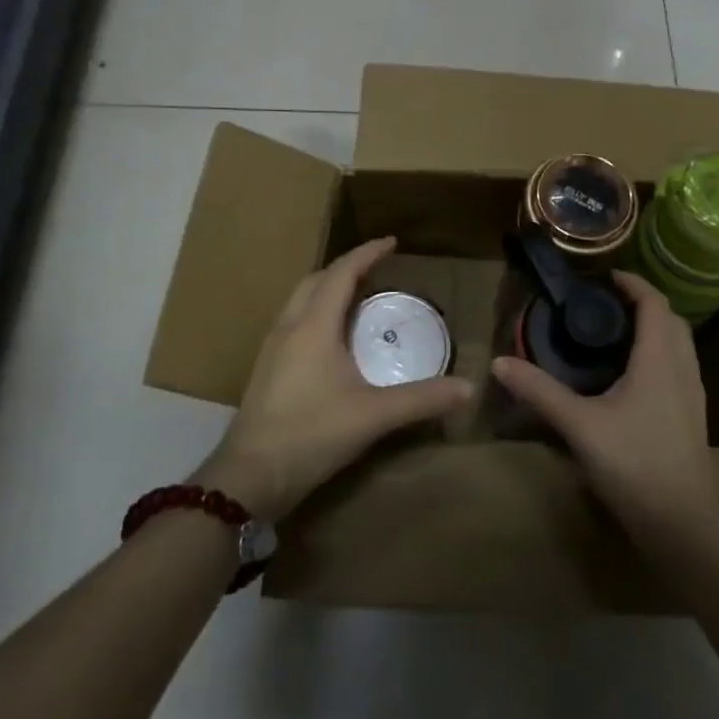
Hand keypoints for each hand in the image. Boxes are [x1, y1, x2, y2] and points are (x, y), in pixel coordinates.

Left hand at [198, 238, 470, 520]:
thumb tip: (468, 388)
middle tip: (376, 270)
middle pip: (316, 280)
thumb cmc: (311, 434)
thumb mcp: (374, 415)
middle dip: (346, 268)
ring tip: (357, 298)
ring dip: (327, 289)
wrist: (249, 476)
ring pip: (300, 301)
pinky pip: (294, 322)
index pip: (341, 273)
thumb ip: (422, 399)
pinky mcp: (266, 369)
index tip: (392, 242)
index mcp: (313, 326)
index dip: (367, 254)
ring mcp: (272, 349)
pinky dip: (316, 313)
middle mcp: (289, 328)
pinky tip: (332, 339)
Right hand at [490, 271, 718, 542]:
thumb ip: (540, 392)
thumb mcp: (580, 425)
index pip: (654, 302)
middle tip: (604, 305)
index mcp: (659, 358)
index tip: (603, 276)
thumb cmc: (634, 463)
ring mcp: (692, 394)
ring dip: (653, 329)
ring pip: (678, 345)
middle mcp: (681, 368)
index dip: (632, 283)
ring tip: (615, 335)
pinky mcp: (691, 416)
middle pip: (670, 319)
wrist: (684, 522)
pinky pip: (678, 367)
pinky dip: (658, 354)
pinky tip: (631, 377)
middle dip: (642, 303)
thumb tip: (499, 362)